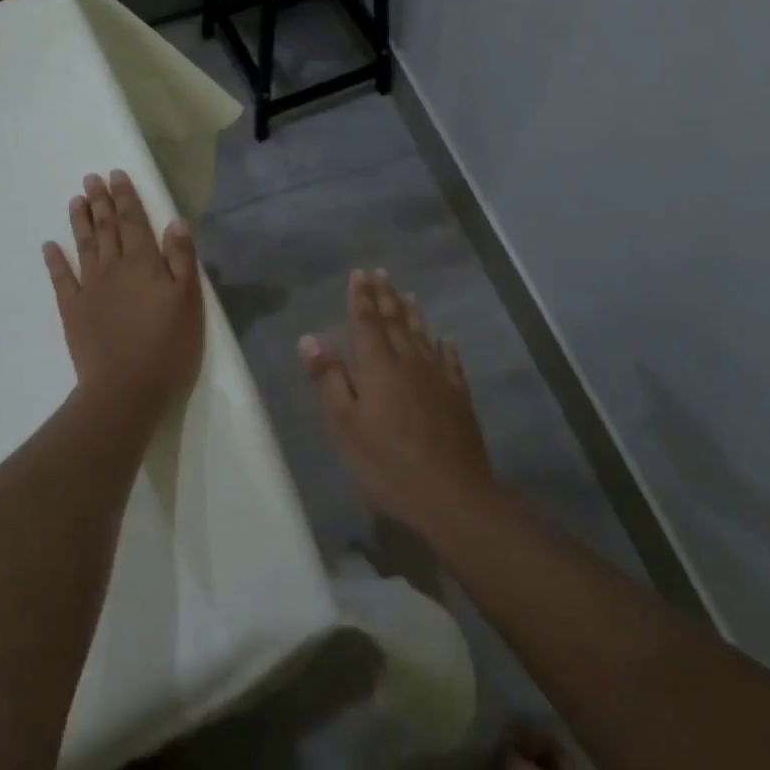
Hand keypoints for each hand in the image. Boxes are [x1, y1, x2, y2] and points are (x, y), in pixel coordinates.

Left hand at [43, 171, 202, 421]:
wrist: (126, 389)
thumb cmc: (167, 346)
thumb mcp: (188, 301)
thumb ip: (182, 259)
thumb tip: (175, 222)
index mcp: (144, 263)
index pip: (134, 221)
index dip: (125, 197)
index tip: (116, 175)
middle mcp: (113, 268)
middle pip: (106, 228)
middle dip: (101, 202)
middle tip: (91, 178)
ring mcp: (90, 289)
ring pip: (85, 246)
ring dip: (80, 222)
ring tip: (75, 200)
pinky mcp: (73, 311)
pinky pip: (62, 279)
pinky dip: (55, 261)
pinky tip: (49, 245)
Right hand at [299, 268, 497, 532]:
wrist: (452, 496)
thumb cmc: (387, 463)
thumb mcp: (345, 426)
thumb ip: (329, 379)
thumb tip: (310, 338)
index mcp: (378, 367)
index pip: (366, 322)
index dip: (361, 298)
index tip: (359, 274)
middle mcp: (409, 362)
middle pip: (395, 322)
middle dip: (385, 296)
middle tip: (380, 273)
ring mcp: (438, 378)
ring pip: (422, 336)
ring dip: (411, 313)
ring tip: (406, 293)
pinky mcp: (459, 398)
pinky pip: (450, 362)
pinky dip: (445, 346)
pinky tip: (445, 339)